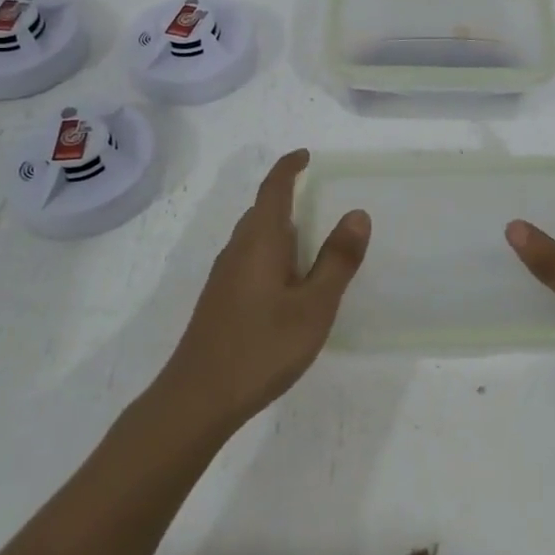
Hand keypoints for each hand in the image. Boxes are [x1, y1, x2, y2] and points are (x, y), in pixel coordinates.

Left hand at [158, 150, 370, 429]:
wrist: (197, 399)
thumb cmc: (261, 347)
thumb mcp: (313, 306)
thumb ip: (337, 260)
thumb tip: (357, 213)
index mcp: (260, 240)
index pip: (273, 188)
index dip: (289, 167)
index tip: (306, 155)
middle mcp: (238, 249)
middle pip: (262, 210)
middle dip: (287, 198)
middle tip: (321, 202)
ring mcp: (224, 276)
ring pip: (254, 237)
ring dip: (280, 229)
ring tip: (311, 243)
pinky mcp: (220, 300)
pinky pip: (249, 258)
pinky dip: (272, 254)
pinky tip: (287, 284)